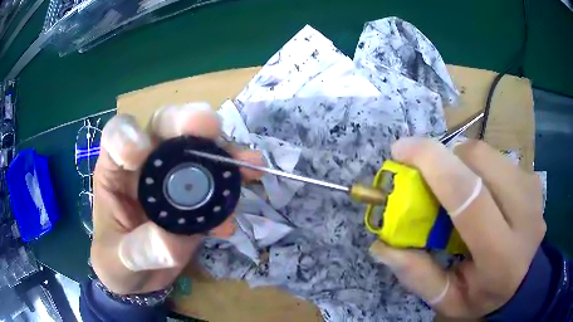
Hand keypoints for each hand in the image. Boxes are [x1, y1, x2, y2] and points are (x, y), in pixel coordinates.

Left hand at [91, 103, 261, 294]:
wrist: (140, 276)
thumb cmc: (117, 262)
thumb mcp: (119, 261)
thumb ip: (138, 251)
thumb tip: (172, 242)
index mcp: (114, 171)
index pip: (116, 136)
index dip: (128, 135)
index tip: (140, 153)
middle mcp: (144, 164)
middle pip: (162, 127)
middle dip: (184, 122)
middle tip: (208, 126)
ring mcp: (173, 176)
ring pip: (195, 146)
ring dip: (222, 150)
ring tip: (246, 162)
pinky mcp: (195, 192)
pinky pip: (216, 177)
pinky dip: (233, 179)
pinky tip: (247, 186)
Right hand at [369, 138, 544, 318]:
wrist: (525, 282)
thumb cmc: (485, 296)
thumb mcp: (448, 300)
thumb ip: (418, 275)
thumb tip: (382, 244)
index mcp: (501, 256)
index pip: (469, 196)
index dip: (433, 164)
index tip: (400, 150)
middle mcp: (525, 215)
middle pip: (478, 160)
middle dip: (445, 159)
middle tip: (428, 178)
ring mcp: (532, 191)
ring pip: (487, 153)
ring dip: (460, 162)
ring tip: (455, 188)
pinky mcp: (533, 179)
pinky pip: (497, 157)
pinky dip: (477, 165)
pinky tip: (478, 189)